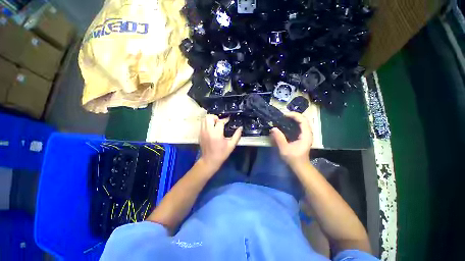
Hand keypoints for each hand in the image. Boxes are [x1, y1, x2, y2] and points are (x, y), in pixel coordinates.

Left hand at [199, 114, 242, 171]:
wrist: (209, 160)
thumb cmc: (222, 153)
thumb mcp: (231, 145)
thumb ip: (237, 135)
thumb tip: (241, 128)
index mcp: (217, 134)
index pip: (220, 122)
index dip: (225, 119)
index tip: (228, 120)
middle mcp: (208, 131)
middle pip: (209, 117)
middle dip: (215, 117)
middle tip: (220, 121)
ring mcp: (202, 132)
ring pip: (204, 119)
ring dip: (210, 119)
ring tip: (215, 124)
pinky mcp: (200, 134)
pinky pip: (202, 124)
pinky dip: (207, 123)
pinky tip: (211, 128)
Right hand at [270, 112, 312, 166]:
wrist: (300, 166)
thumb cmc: (293, 158)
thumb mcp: (284, 149)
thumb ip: (279, 138)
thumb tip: (273, 128)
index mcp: (306, 135)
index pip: (303, 120)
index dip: (294, 115)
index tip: (284, 115)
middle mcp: (308, 133)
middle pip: (303, 119)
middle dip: (293, 115)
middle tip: (282, 116)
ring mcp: (306, 134)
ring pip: (302, 122)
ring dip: (294, 118)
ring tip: (283, 118)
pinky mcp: (303, 136)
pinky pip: (300, 126)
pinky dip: (294, 122)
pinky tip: (286, 124)